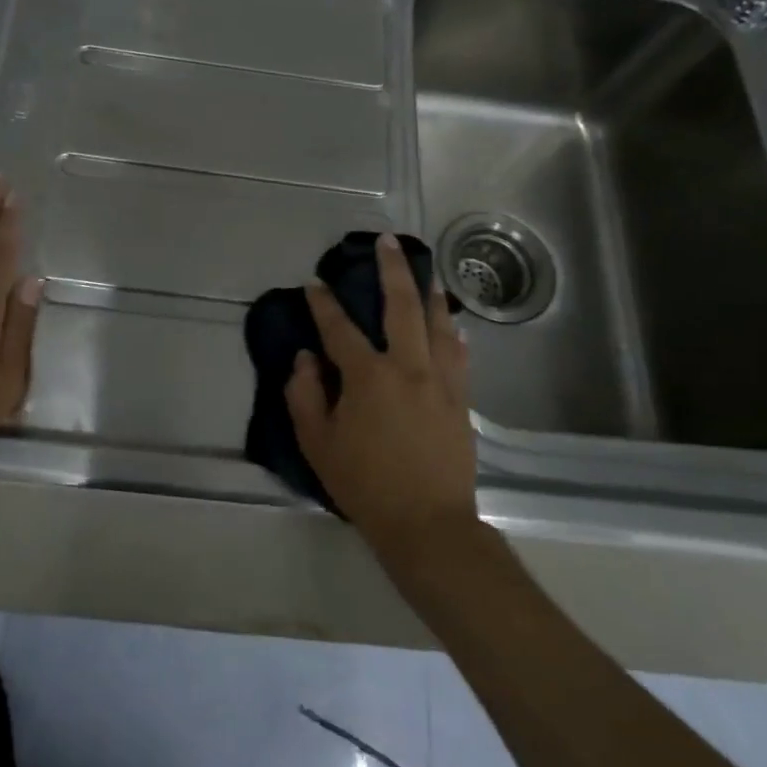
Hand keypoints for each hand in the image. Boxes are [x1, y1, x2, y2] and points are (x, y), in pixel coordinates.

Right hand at [285, 234, 477, 555]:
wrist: (428, 524)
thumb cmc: (365, 485)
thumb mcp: (318, 444)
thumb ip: (305, 395)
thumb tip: (306, 358)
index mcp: (368, 377)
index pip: (340, 329)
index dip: (324, 304)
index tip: (314, 284)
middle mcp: (408, 367)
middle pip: (402, 306)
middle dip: (392, 270)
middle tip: (388, 242)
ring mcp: (441, 382)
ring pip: (439, 324)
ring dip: (431, 294)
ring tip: (428, 273)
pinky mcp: (461, 401)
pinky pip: (460, 356)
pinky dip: (454, 334)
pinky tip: (454, 326)